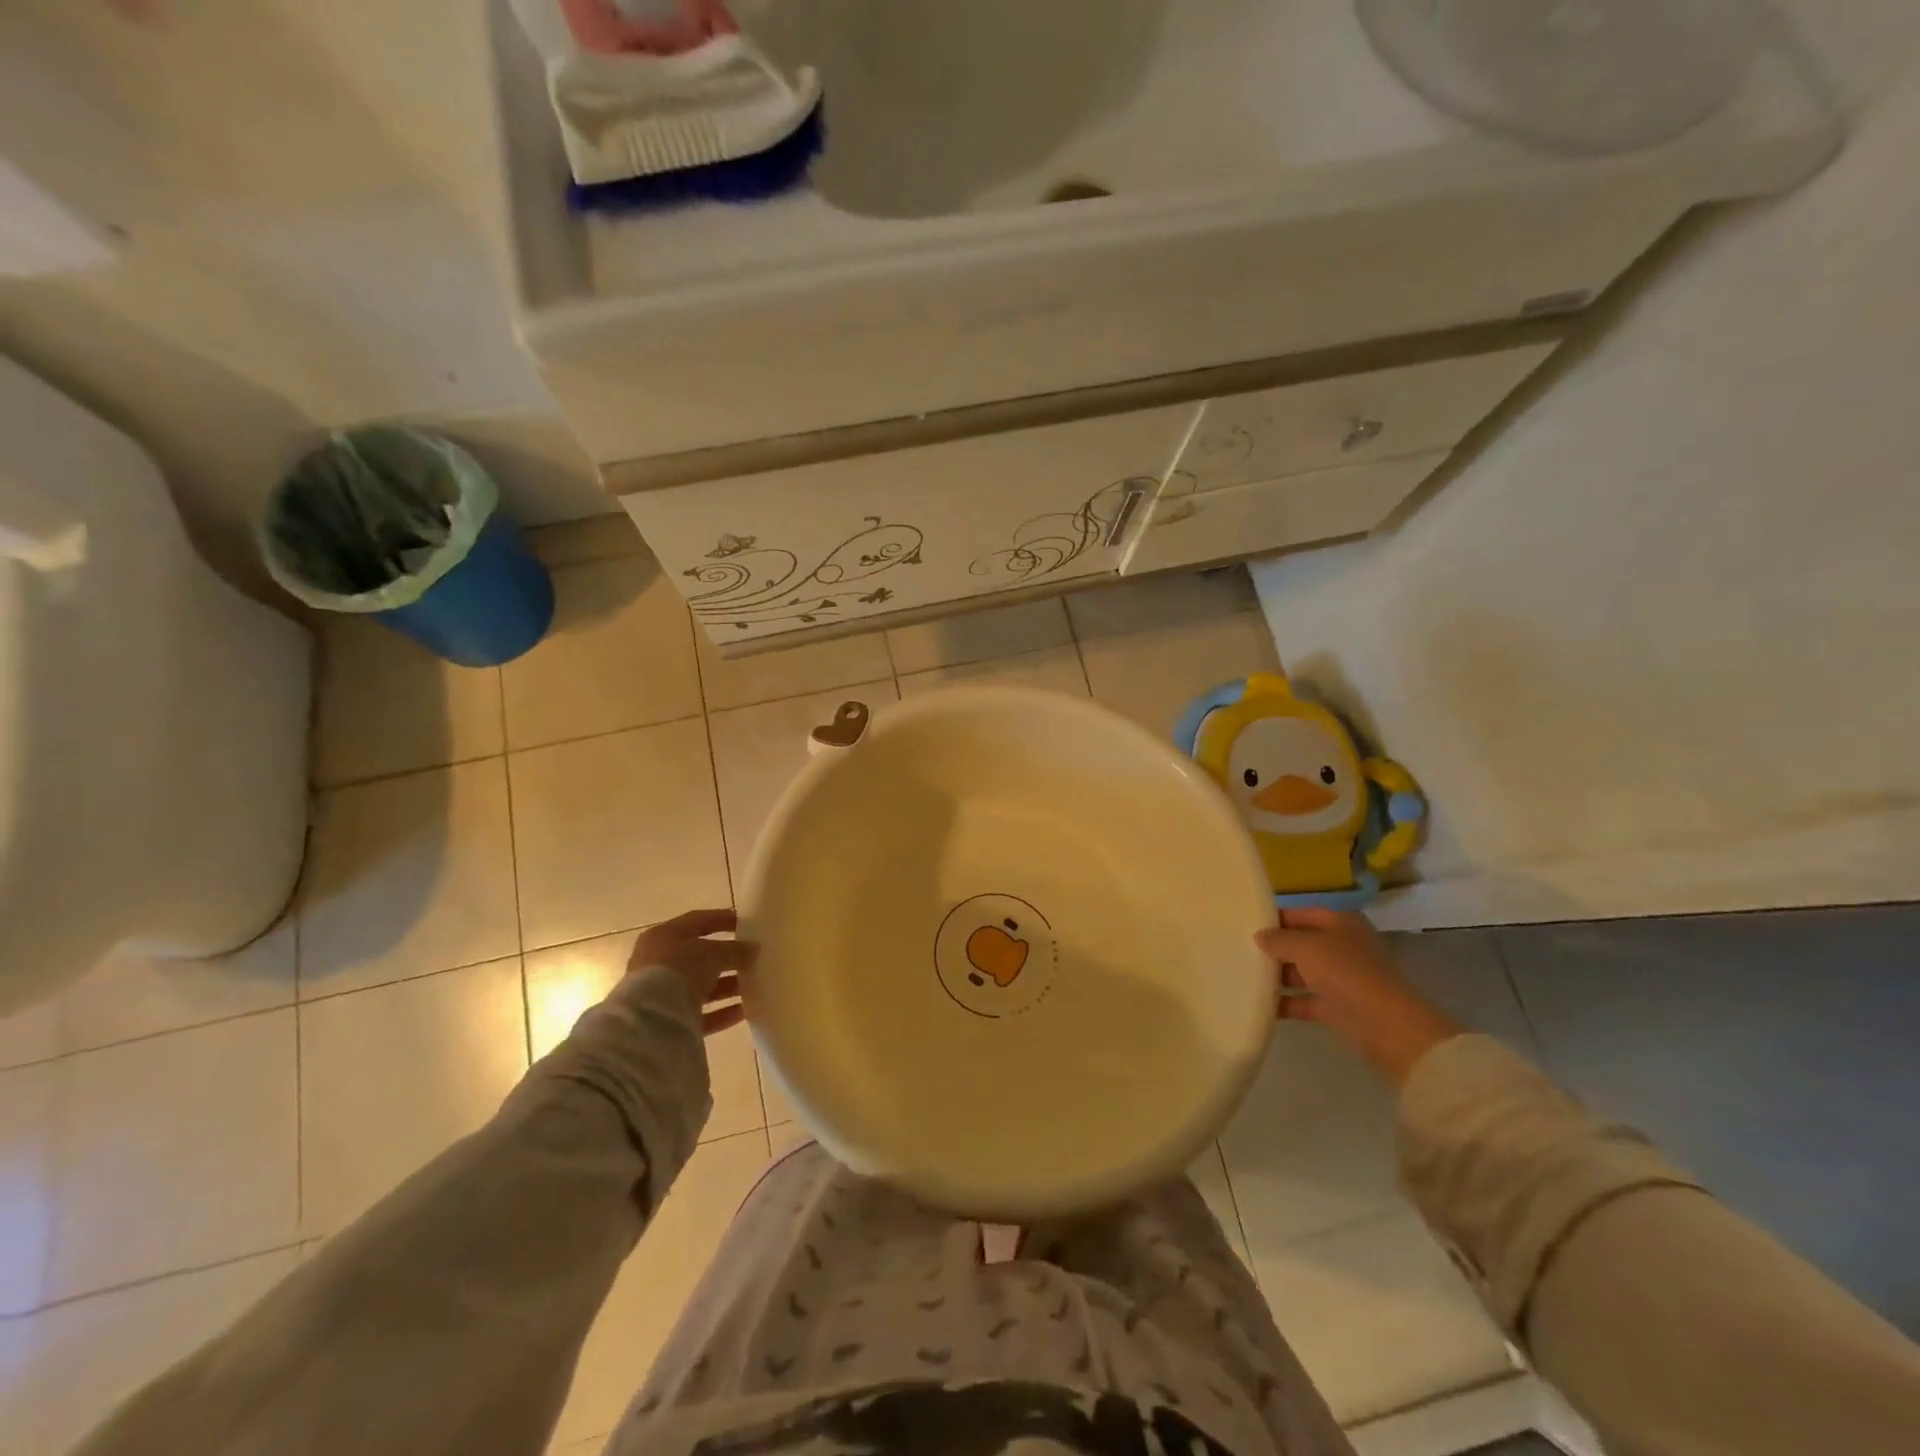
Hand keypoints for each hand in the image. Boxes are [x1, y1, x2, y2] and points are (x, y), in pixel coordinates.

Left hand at [628, 909, 754, 1036]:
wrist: (650, 1018)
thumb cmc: (679, 969)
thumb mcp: (713, 952)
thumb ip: (734, 949)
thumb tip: (751, 949)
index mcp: (664, 936)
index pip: (697, 921)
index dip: (722, 919)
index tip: (746, 922)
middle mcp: (658, 962)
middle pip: (699, 956)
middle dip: (727, 957)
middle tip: (752, 958)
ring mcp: (660, 993)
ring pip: (700, 986)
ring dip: (727, 986)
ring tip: (753, 985)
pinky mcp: (667, 1021)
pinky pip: (699, 1013)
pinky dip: (721, 1012)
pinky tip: (744, 1011)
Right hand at [1255, 908, 1463, 1087]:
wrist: (1388, 1027)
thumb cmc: (1347, 973)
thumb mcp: (1307, 947)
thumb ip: (1279, 939)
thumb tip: (1259, 936)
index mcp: (1341, 923)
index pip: (1302, 913)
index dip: (1275, 917)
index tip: (1244, 923)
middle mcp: (1342, 947)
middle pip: (1301, 943)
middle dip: (1274, 948)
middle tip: (1237, 949)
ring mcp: (1341, 979)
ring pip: (1302, 972)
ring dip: (1277, 976)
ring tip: (1241, 975)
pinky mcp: (1338, 1008)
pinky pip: (1304, 1001)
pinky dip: (1285, 1003)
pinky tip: (1258, 1003)